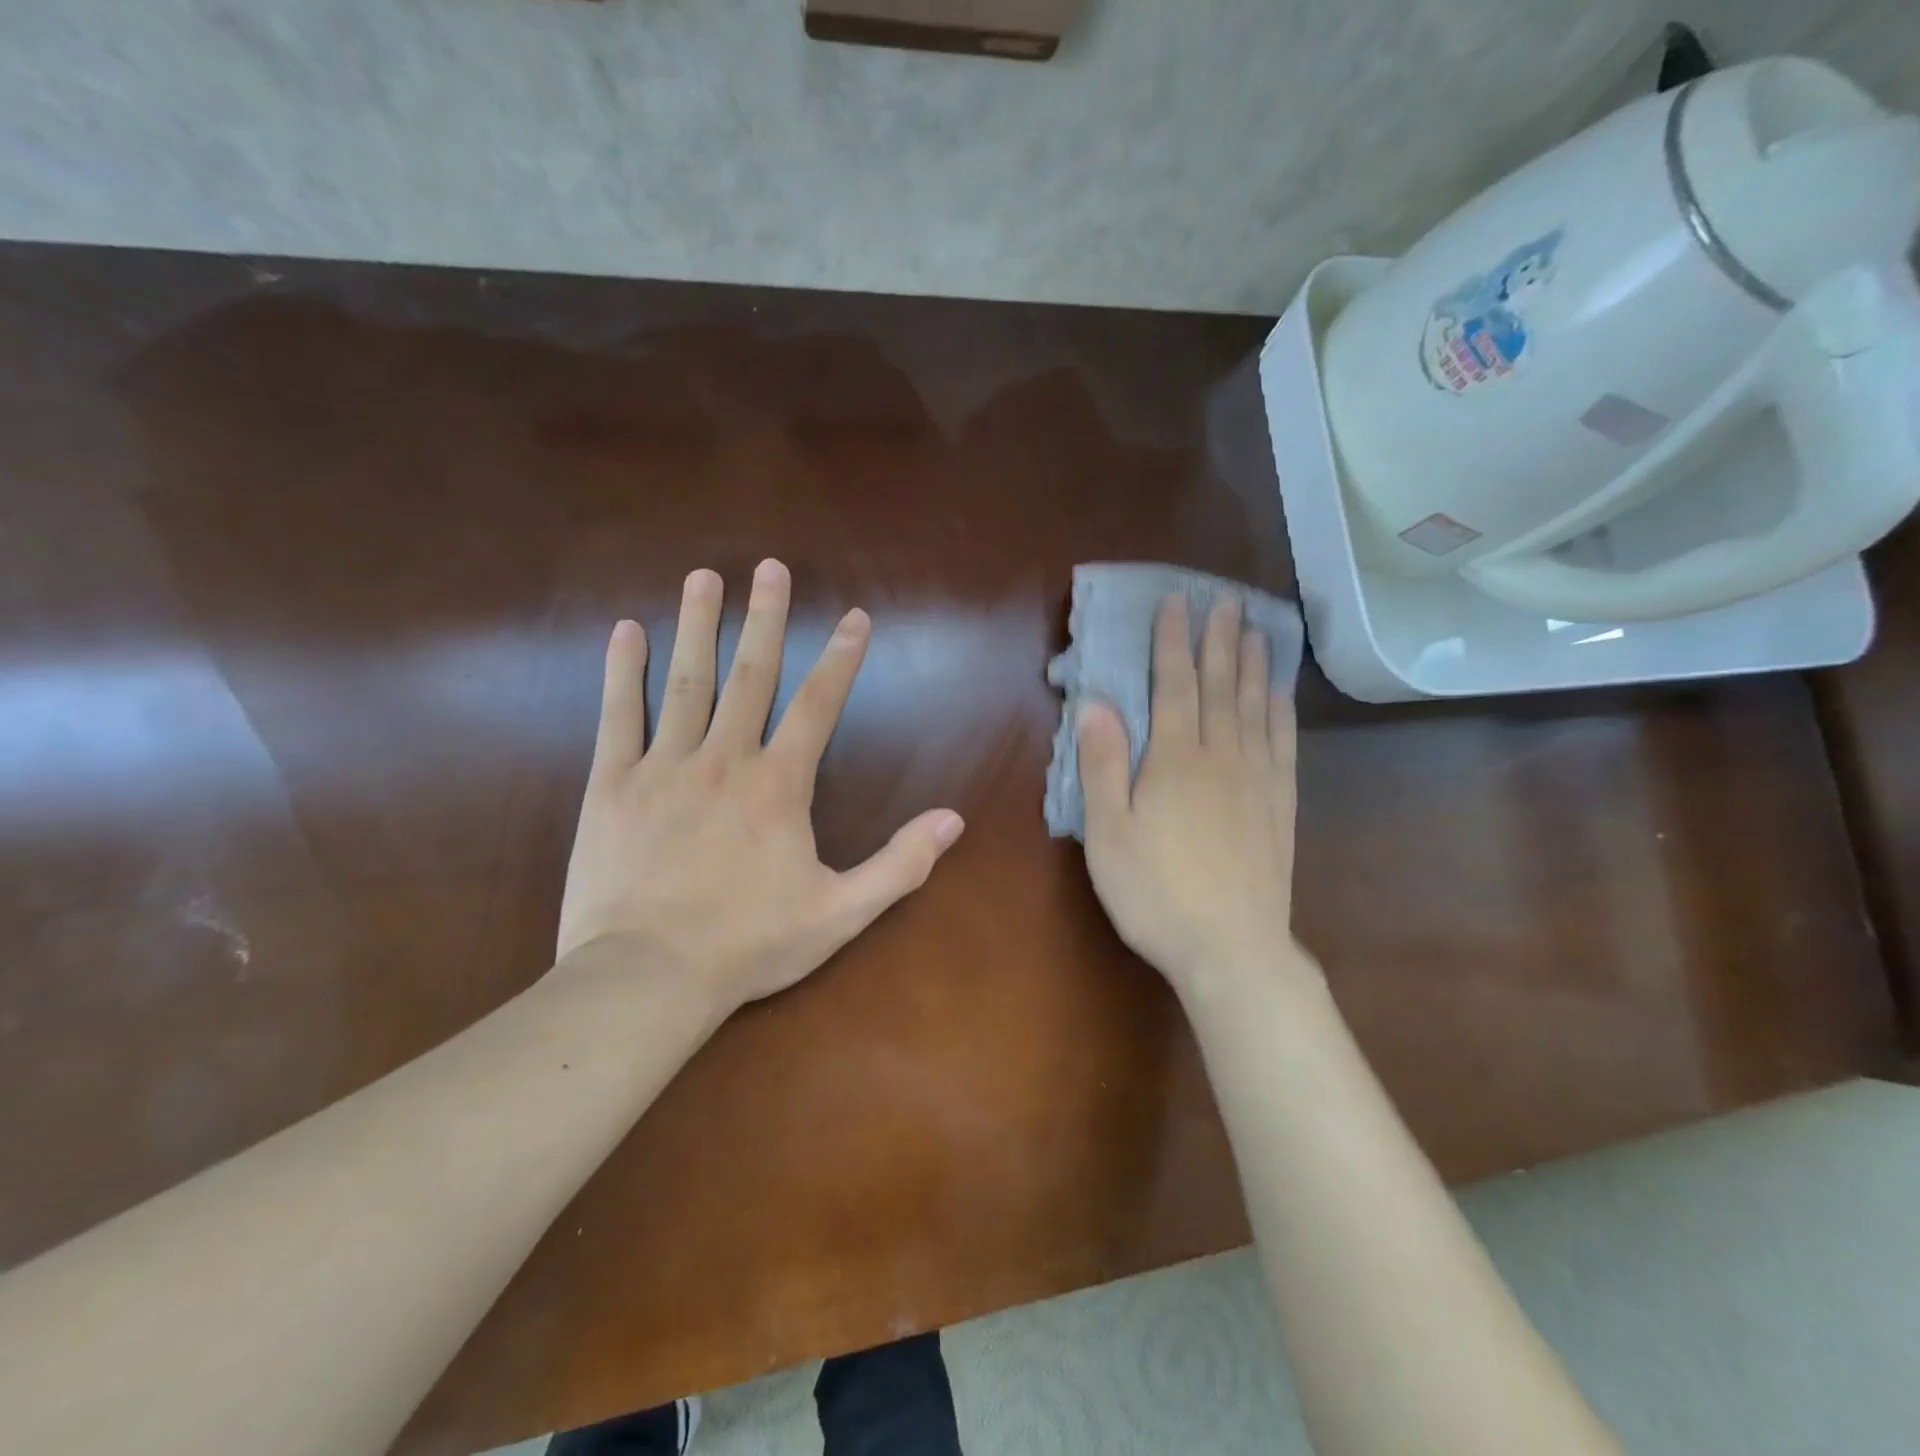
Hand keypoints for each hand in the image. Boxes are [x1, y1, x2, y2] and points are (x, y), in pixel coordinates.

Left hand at [556, 560, 965, 1015]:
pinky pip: (617, 716)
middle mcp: (724, 760)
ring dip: (698, 625)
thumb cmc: (749, 944)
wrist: (646, 978)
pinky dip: (622, 672)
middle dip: (766, 619)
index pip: (818, 706)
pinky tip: (626, 630)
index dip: (841, 659)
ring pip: (686, 682)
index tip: (855, 617)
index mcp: (778, 786)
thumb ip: (899, 864)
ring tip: (705, 577)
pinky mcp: (612, 786)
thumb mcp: (840, 913)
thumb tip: (953, 821)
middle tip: (771, 567)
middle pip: (751, 675)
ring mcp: (663, 767)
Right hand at [1076, 594, 1302, 1000]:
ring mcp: (1256, 779)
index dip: (1173, 642)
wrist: (1231, 948)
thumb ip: (1103, 764)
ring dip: (1254, 664)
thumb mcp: (1108, 832)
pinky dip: (1281, 710)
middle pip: (1220, 685)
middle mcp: (1221, 756)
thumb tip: (1096, 704)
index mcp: (1175, 759)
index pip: (1174, 685)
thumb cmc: (1154, 892)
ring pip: (1255, 707)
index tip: (1176, 604)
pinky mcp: (1279, 805)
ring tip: (1257, 629)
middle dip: (1219, 639)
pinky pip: (1283, 743)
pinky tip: (1281, 695)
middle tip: (1224, 600)